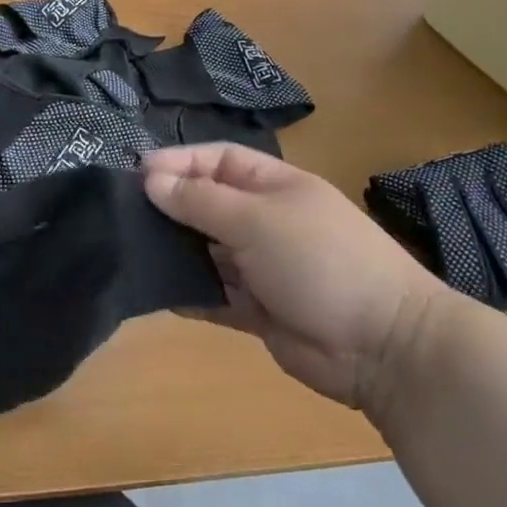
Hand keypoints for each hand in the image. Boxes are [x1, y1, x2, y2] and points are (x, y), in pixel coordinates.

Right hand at [142, 144, 444, 417]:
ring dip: (174, 251)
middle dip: (170, 206)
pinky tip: (155, 292)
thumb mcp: (256, 219)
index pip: (218, 160)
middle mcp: (264, 220)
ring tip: (129, 250)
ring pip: (206, 251)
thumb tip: (151, 180)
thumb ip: (201, 201)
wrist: (384, 346)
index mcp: (273, 186)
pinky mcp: (257, 310)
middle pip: (207, 204)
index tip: (136, 172)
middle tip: (123, 214)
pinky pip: (213, 295)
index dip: (179, 162)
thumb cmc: (320, 259)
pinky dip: (188, 294)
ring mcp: (261, 267)